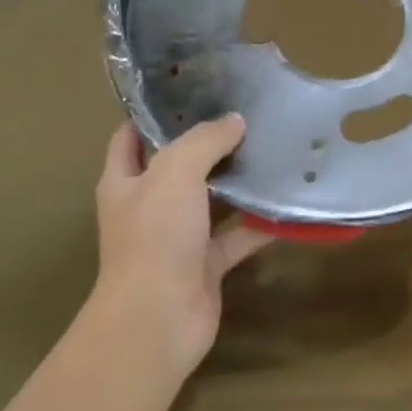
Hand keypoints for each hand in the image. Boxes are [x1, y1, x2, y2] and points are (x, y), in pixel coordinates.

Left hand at [91, 116, 273, 378]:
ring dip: (237, 181)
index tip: (190, 90)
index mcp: (125, 182)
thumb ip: (204, 140)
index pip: (130, 137)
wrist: (159, 320)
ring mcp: (178, 238)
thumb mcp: (175, 172)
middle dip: (207, 143)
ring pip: (211, 200)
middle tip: (245, 114)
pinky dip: (259, 223)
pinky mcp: (206, 264)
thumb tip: (235, 120)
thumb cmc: (156, 237)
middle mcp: (149, 207)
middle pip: (177, 166)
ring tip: (272, 148)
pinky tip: (287, 202)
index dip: (154, 114)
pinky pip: (237, 236)